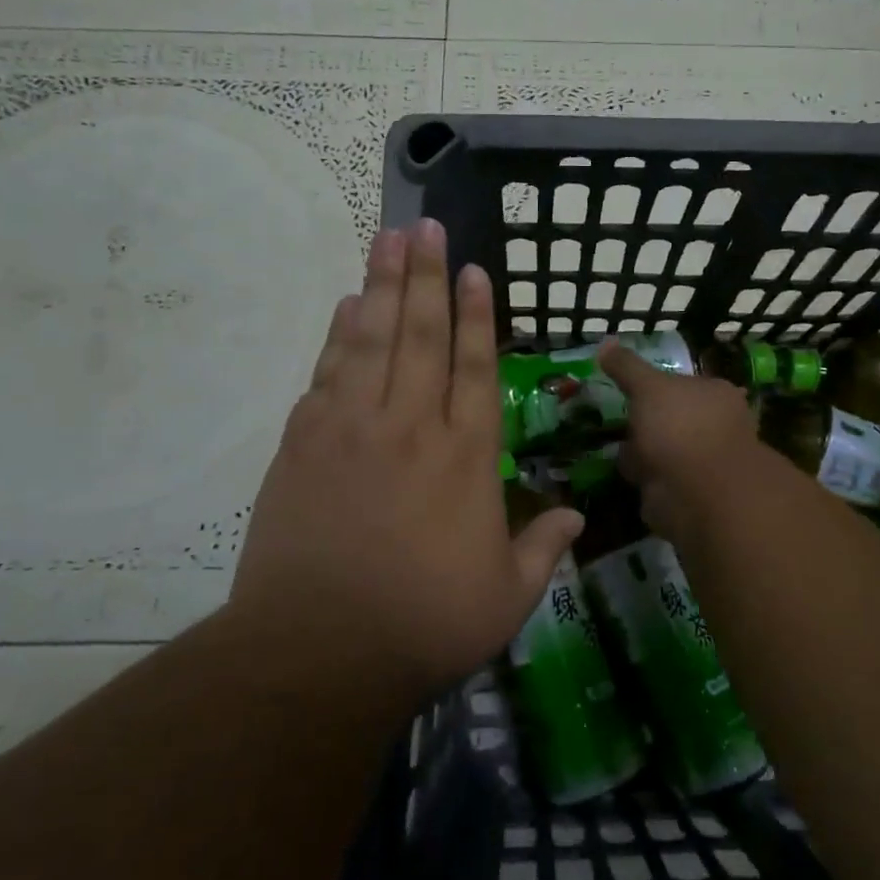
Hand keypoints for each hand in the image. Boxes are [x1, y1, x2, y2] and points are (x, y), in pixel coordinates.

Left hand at [231, 219, 583, 702]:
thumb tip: (575, 513)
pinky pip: (328, 372)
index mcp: (466, 456)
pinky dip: (338, 335)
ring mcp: (352, 428)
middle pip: (421, 334)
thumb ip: (543, 547)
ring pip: (372, 340)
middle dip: (426, 275)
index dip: (477, 315)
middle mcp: (412, 426)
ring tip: (388, 239)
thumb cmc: (424, 624)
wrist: (318, 652)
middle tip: (426, 226)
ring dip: (382, 286)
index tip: (475, 270)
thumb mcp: (506, 597)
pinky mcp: (303, 443)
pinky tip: (347, 306)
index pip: (476, 366)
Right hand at [597, 341, 761, 541]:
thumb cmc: (681, 428)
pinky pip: (658, 480)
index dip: (655, 386)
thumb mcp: (649, 387)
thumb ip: (627, 366)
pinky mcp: (688, 494)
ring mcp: (703, 463)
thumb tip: (606, 343)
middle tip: (615, 419)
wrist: (698, 494)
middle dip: (647, 422)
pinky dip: (642, 477)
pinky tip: (623, 473)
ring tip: (613, 446)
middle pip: (673, 418)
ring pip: (664, 450)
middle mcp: (715, 427)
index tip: (629, 388)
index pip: (683, 383)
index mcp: (715, 394)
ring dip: (641, 452)